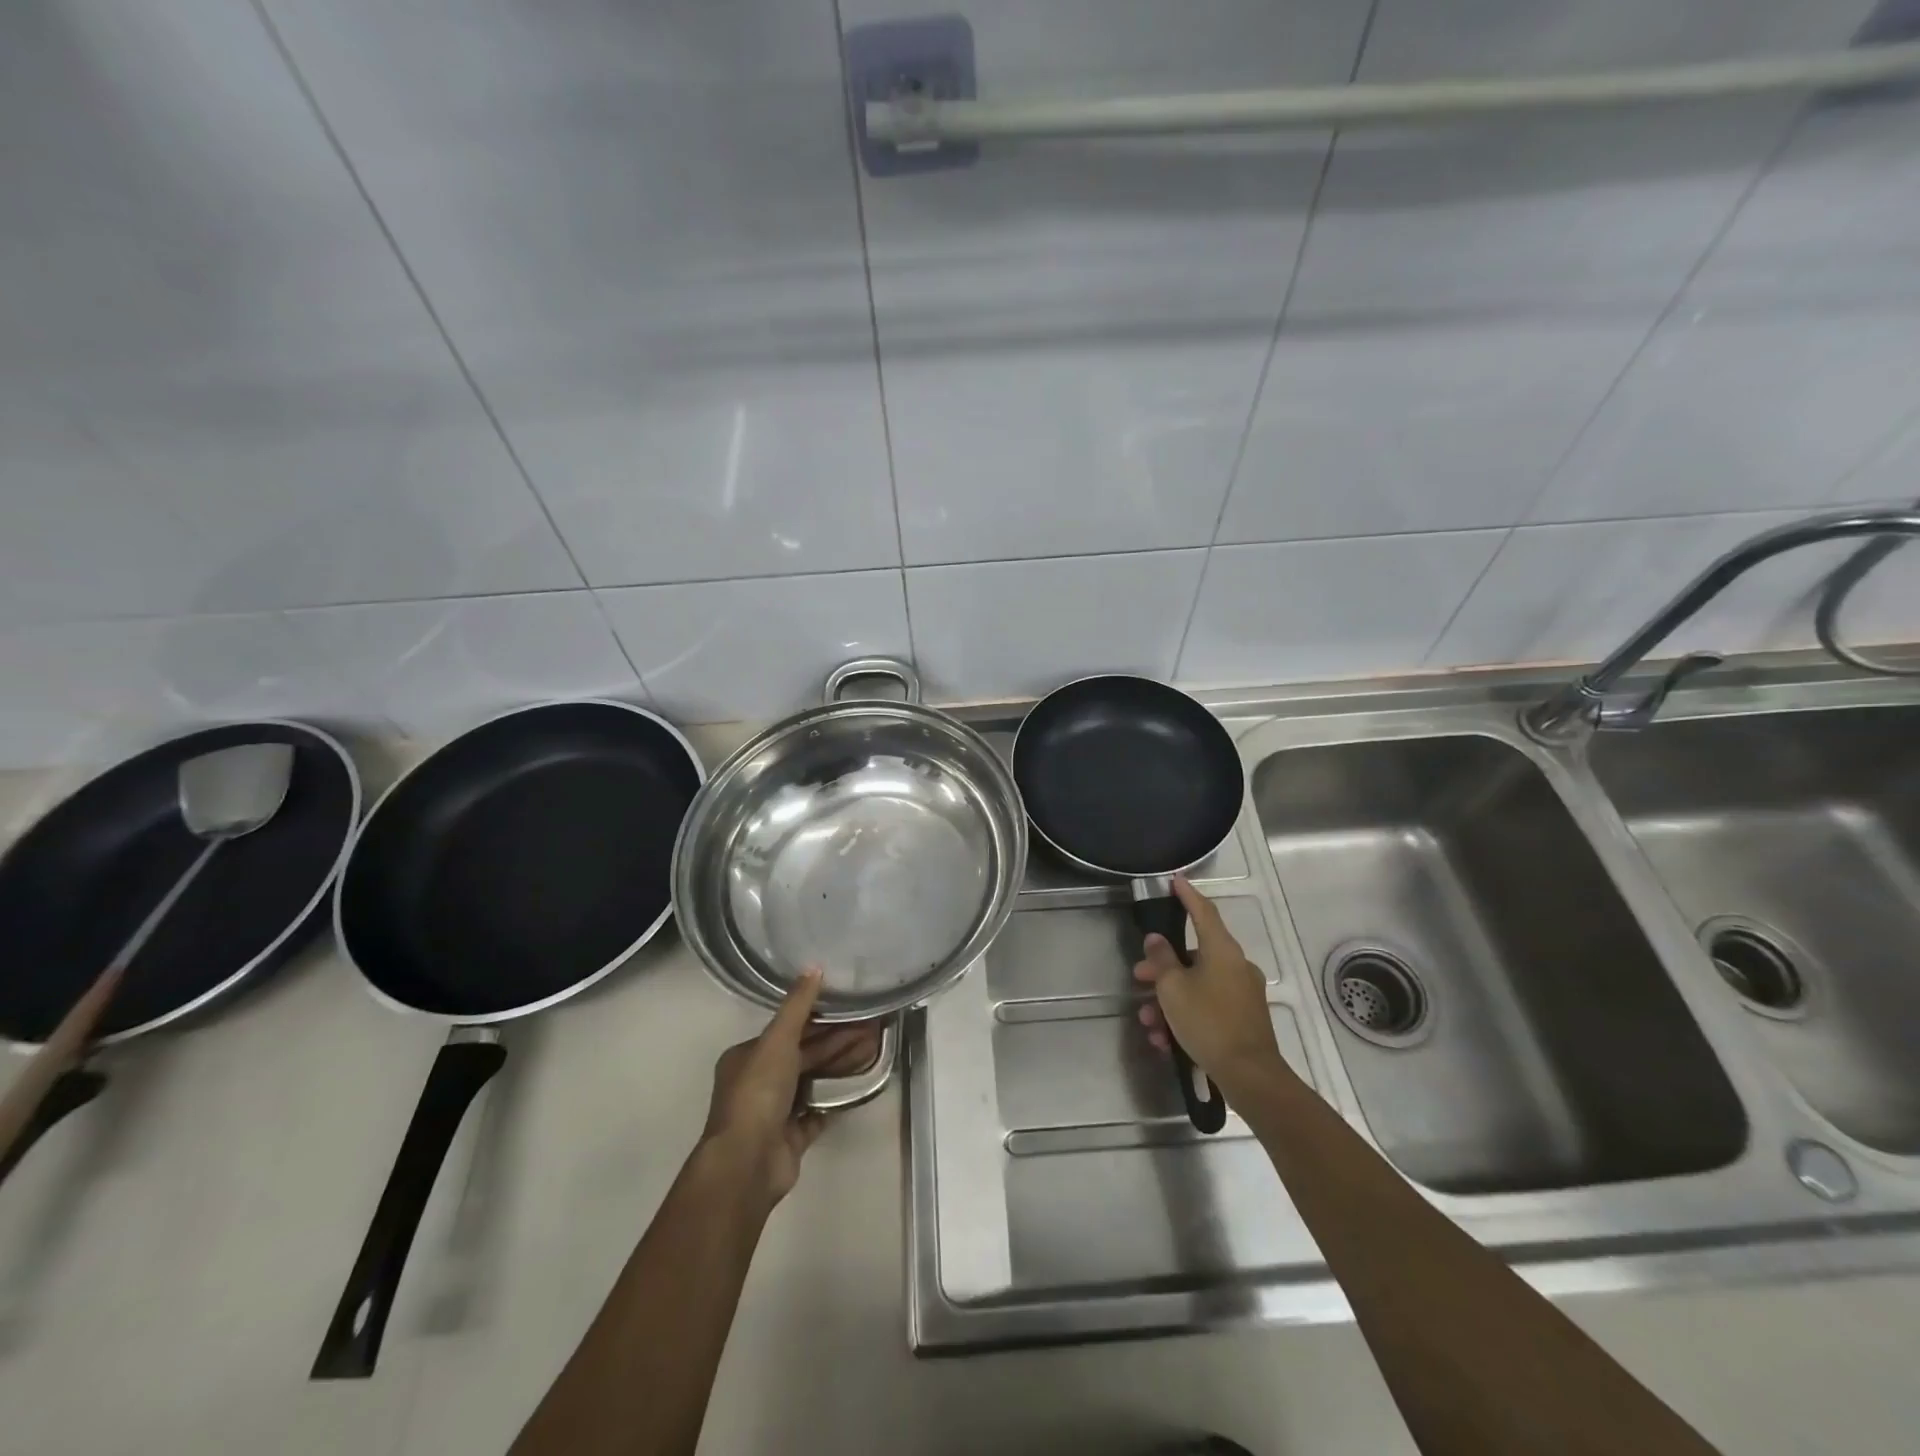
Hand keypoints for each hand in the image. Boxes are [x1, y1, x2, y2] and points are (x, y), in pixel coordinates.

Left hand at [701, 969, 882, 1212]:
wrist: (747, 1163)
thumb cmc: (757, 1093)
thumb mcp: (777, 1040)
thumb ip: (797, 1006)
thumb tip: (814, 966)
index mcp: (747, 1057)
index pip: (787, 1030)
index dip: (819, 1019)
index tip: (849, 1009)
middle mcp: (757, 1082)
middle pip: (803, 1055)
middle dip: (836, 1041)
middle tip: (871, 1028)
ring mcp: (774, 1112)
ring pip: (812, 1081)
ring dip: (840, 1067)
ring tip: (873, 1051)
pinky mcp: (790, 1138)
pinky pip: (818, 1112)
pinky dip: (837, 1099)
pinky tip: (861, 1085)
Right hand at [1134, 877, 1284, 1096]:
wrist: (1249, 1075)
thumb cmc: (1208, 1022)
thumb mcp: (1173, 988)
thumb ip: (1161, 960)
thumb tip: (1156, 940)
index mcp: (1222, 950)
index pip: (1203, 911)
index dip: (1187, 895)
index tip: (1175, 880)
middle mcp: (1236, 965)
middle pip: (1193, 955)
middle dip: (1162, 968)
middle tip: (1139, 977)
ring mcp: (1242, 992)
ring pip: (1197, 985)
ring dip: (1169, 1000)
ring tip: (1149, 1023)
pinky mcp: (1243, 1018)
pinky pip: (1207, 1006)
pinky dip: (1185, 1016)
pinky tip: (1165, 1041)